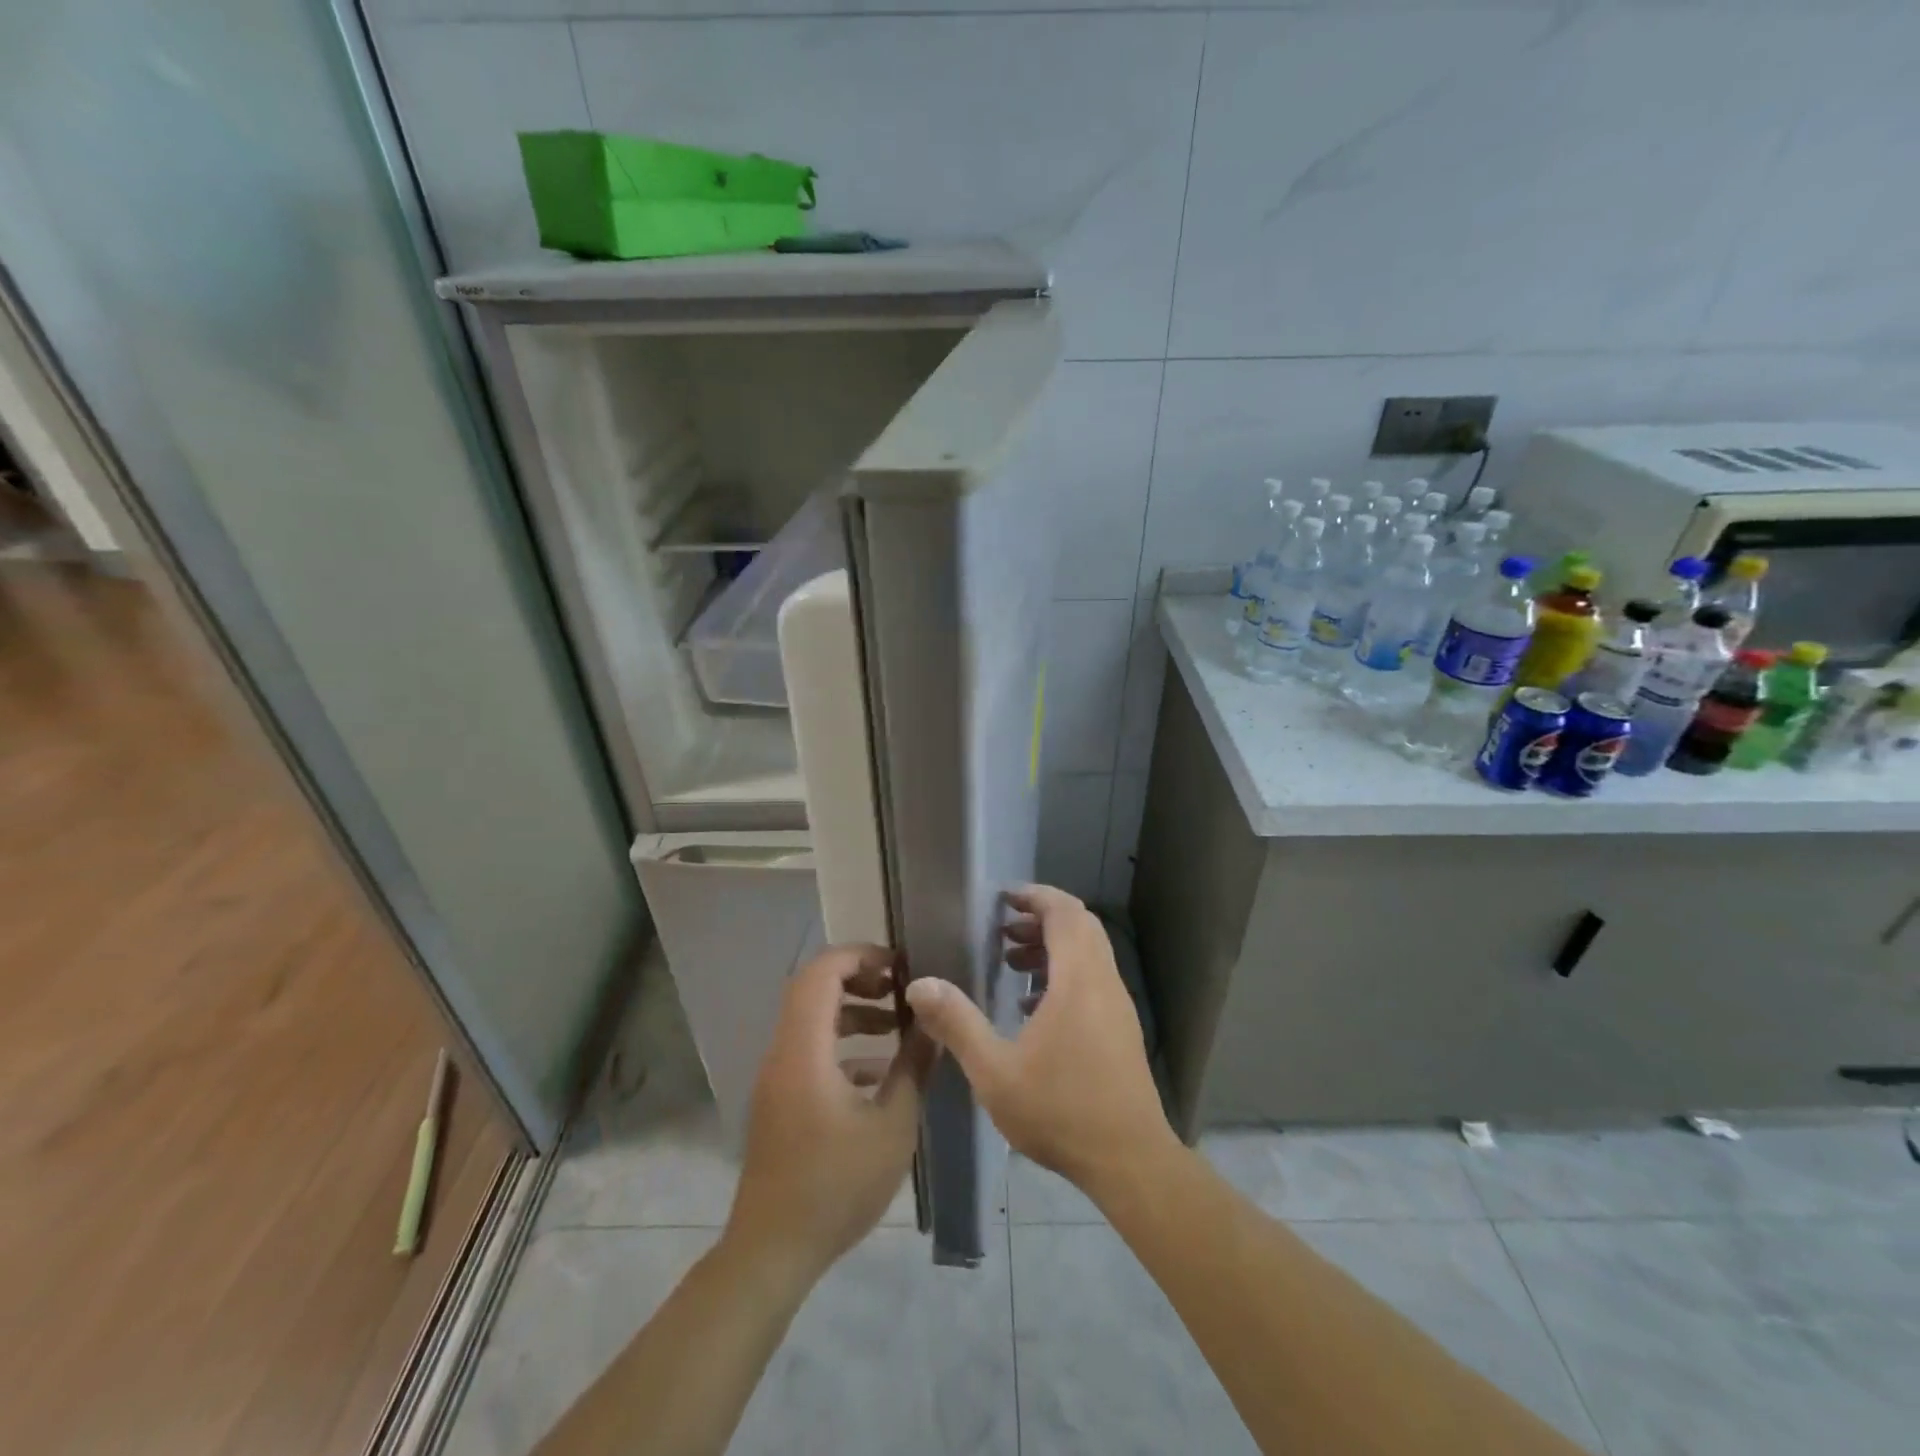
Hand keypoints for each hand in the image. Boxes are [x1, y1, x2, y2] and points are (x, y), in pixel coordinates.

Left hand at [725, 945, 929, 1284]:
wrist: (772, 1251)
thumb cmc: (835, 1185)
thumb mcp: (891, 1126)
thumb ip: (913, 1068)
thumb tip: (933, 1025)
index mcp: (805, 1048)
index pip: (821, 973)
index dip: (860, 955)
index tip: (899, 966)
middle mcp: (783, 1052)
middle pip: (813, 990)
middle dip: (858, 978)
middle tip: (898, 988)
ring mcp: (777, 1078)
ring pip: (812, 1020)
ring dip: (852, 1013)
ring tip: (896, 1026)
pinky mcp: (779, 1101)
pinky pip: (809, 1051)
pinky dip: (842, 1046)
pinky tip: (878, 1073)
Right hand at [903, 885, 1178, 1201]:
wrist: (1130, 1161)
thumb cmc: (1060, 1111)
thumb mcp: (995, 1071)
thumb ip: (957, 1023)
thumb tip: (919, 984)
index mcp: (1078, 980)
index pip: (1065, 912)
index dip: (1035, 896)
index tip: (1003, 898)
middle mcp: (1104, 982)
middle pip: (1080, 926)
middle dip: (1041, 919)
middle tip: (1002, 931)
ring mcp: (1118, 1005)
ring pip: (1088, 953)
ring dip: (1052, 947)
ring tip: (1011, 964)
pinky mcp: (1121, 1028)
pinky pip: (1093, 978)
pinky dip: (1064, 973)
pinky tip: (1033, 1006)